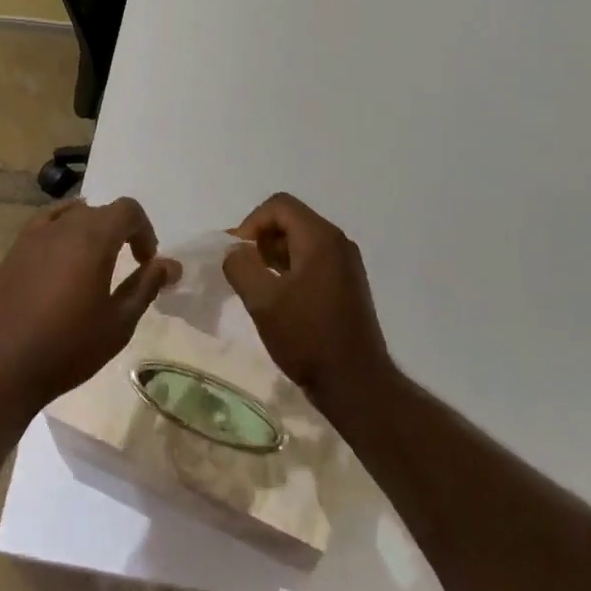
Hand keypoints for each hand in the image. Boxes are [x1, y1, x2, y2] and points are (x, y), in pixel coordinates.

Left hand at [0, 197, 180, 411]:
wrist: (1, 364)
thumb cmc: (68, 346)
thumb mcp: (118, 322)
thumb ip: (146, 286)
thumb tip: (171, 265)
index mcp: (93, 237)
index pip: (127, 210)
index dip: (144, 231)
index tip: (146, 262)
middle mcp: (64, 226)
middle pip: (100, 211)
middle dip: (120, 231)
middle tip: (127, 265)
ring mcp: (34, 235)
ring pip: (72, 215)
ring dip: (90, 231)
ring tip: (93, 263)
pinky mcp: (14, 250)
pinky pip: (45, 225)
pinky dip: (62, 232)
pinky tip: (61, 257)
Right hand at [223, 193, 392, 402]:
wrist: (356, 384)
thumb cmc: (308, 337)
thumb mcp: (262, 301)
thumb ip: (240, 266)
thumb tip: (234, 252)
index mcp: (320, 238)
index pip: (278, 206)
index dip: (251, 223)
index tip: (237, 254)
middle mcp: (338, 242)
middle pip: (291, 219)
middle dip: (261, 239)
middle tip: (243, 270)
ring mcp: (346, 264)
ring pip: (301, 241)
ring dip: (274, 255)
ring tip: (257, 285)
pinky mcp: (348, 284)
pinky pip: (312, 260)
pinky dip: (290, 268)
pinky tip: (278, 298)